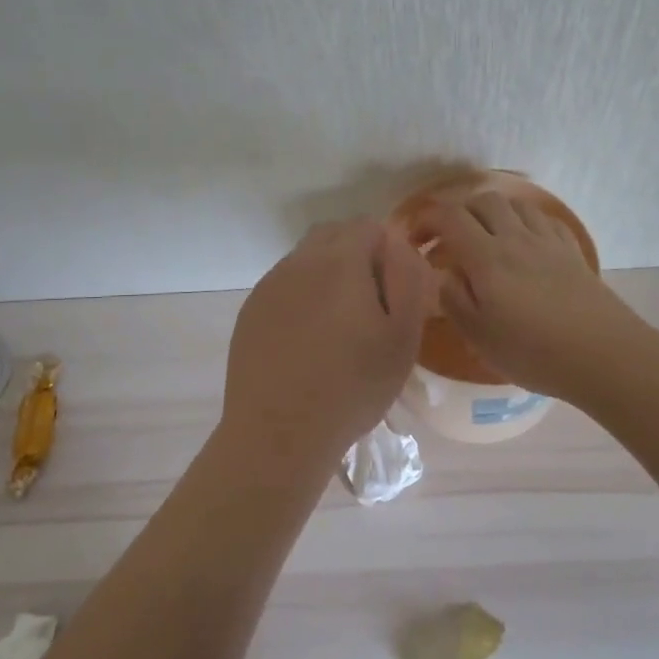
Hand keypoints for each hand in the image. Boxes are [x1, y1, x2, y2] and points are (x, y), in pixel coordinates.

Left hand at [219, 217, 427, 468]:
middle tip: (372, 303)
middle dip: (357, 254)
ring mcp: (268, 286)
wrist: (279, 433)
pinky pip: (284, 285)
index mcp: (339, 261)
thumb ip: (408, 279)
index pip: (368, 225)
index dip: (388, 249)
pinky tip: (308, 338)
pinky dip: (302, 297)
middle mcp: (298, 262)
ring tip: (340, 324)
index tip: (394, 289)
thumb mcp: (402, 337)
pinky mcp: (250, 312)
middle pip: (333, 235)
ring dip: (327, 275)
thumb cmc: (352, 387)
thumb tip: (400, 245)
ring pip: (306, 259)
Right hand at [421, 193, 643, 399]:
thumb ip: (454, 299)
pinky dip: (523, 222)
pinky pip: (543, 220)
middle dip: (457, 212)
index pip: (449, 217)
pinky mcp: (572, 251)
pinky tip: (523, 242)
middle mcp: (516, 237)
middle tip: (447, 240)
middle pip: (482, 201)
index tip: (414, 239)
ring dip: (491, 213)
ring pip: (515, 205)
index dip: (425, 219)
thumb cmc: (533, 352)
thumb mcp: (479, 336)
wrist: (603, 355)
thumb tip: (443, 273)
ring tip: (484, 238)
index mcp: (487, 257)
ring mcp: (548, 241)